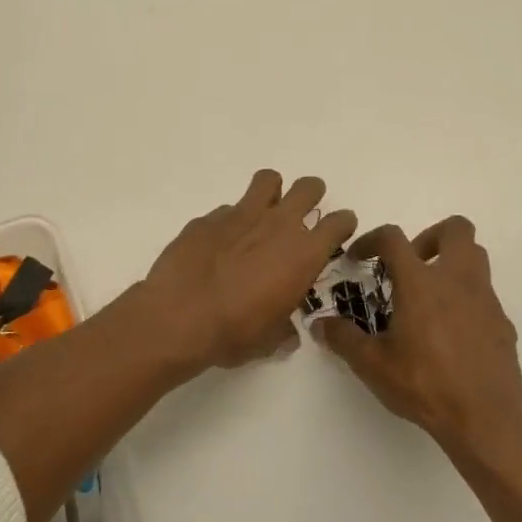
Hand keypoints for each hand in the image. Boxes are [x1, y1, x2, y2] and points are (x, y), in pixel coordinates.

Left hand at [142, 170, 357, 370]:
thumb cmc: (234, 332)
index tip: (337, 230)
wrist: (179, 316)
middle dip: (311, 195)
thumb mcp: (269, 340)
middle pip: (308, 188)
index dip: (342, 223)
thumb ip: (283, 330)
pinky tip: (219, 244)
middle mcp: (278, 226)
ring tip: (263, 212)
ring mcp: (241, 215)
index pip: (339, 222)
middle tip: (303, 212)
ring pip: (268, 180)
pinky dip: (230, 221)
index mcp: (304, 254)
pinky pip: (227, 209)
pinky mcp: (208, 218)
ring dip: (272, 191)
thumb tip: (286, 333)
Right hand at [315, 217, 521, 459]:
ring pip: (476, 256)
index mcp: (420, 283)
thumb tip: (320, 325)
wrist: (485, 419)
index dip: (371, 239)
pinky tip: (450, 331)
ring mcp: (485, 299)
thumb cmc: (423, 385)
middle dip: (430, 236)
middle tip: (410, 265)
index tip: (358, 258)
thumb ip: (343, 338)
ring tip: (429, 294)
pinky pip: (484, 294)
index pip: (394, 238)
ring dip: (451, 262)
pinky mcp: (502, 322)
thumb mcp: (372, 364)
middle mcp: (456, 280)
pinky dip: (465, 298)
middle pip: (456, 229)